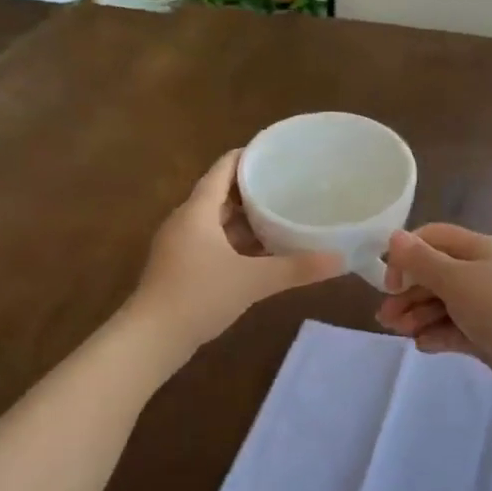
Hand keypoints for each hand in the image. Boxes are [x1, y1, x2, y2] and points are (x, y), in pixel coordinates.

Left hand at [129, 150, 344, 354]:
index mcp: (197, 211)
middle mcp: (185, 221)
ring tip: (279, 216)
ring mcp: (180, 245)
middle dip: (252, 190)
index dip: (248, 158)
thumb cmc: (199, 296)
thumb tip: (340, 259)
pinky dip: (235, 242)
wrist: (152, 337)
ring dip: (244, 219)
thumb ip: (296, 268)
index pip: (223, 169)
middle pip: (220, 194)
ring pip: (216, 222)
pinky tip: (259, 254)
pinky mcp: (180, 267)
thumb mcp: (252, 281)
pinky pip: (211, 243)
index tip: (276, 153)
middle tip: (288, 186)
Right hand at [375, 224, 491, 406]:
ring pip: (441, 305)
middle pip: (433, 275)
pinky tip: (424, 345)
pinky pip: (454, 330)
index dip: (407, 255)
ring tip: (400, 333)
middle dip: (407, 293)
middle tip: (385, 318)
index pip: (432, 239)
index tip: (390, 281)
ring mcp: (484, 306)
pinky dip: (437, 335)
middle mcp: (480, 273)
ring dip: (417, 316)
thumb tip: (393, 236)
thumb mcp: (457, 281)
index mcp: (477, 250)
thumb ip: (422, 261)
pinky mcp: (487, 335)